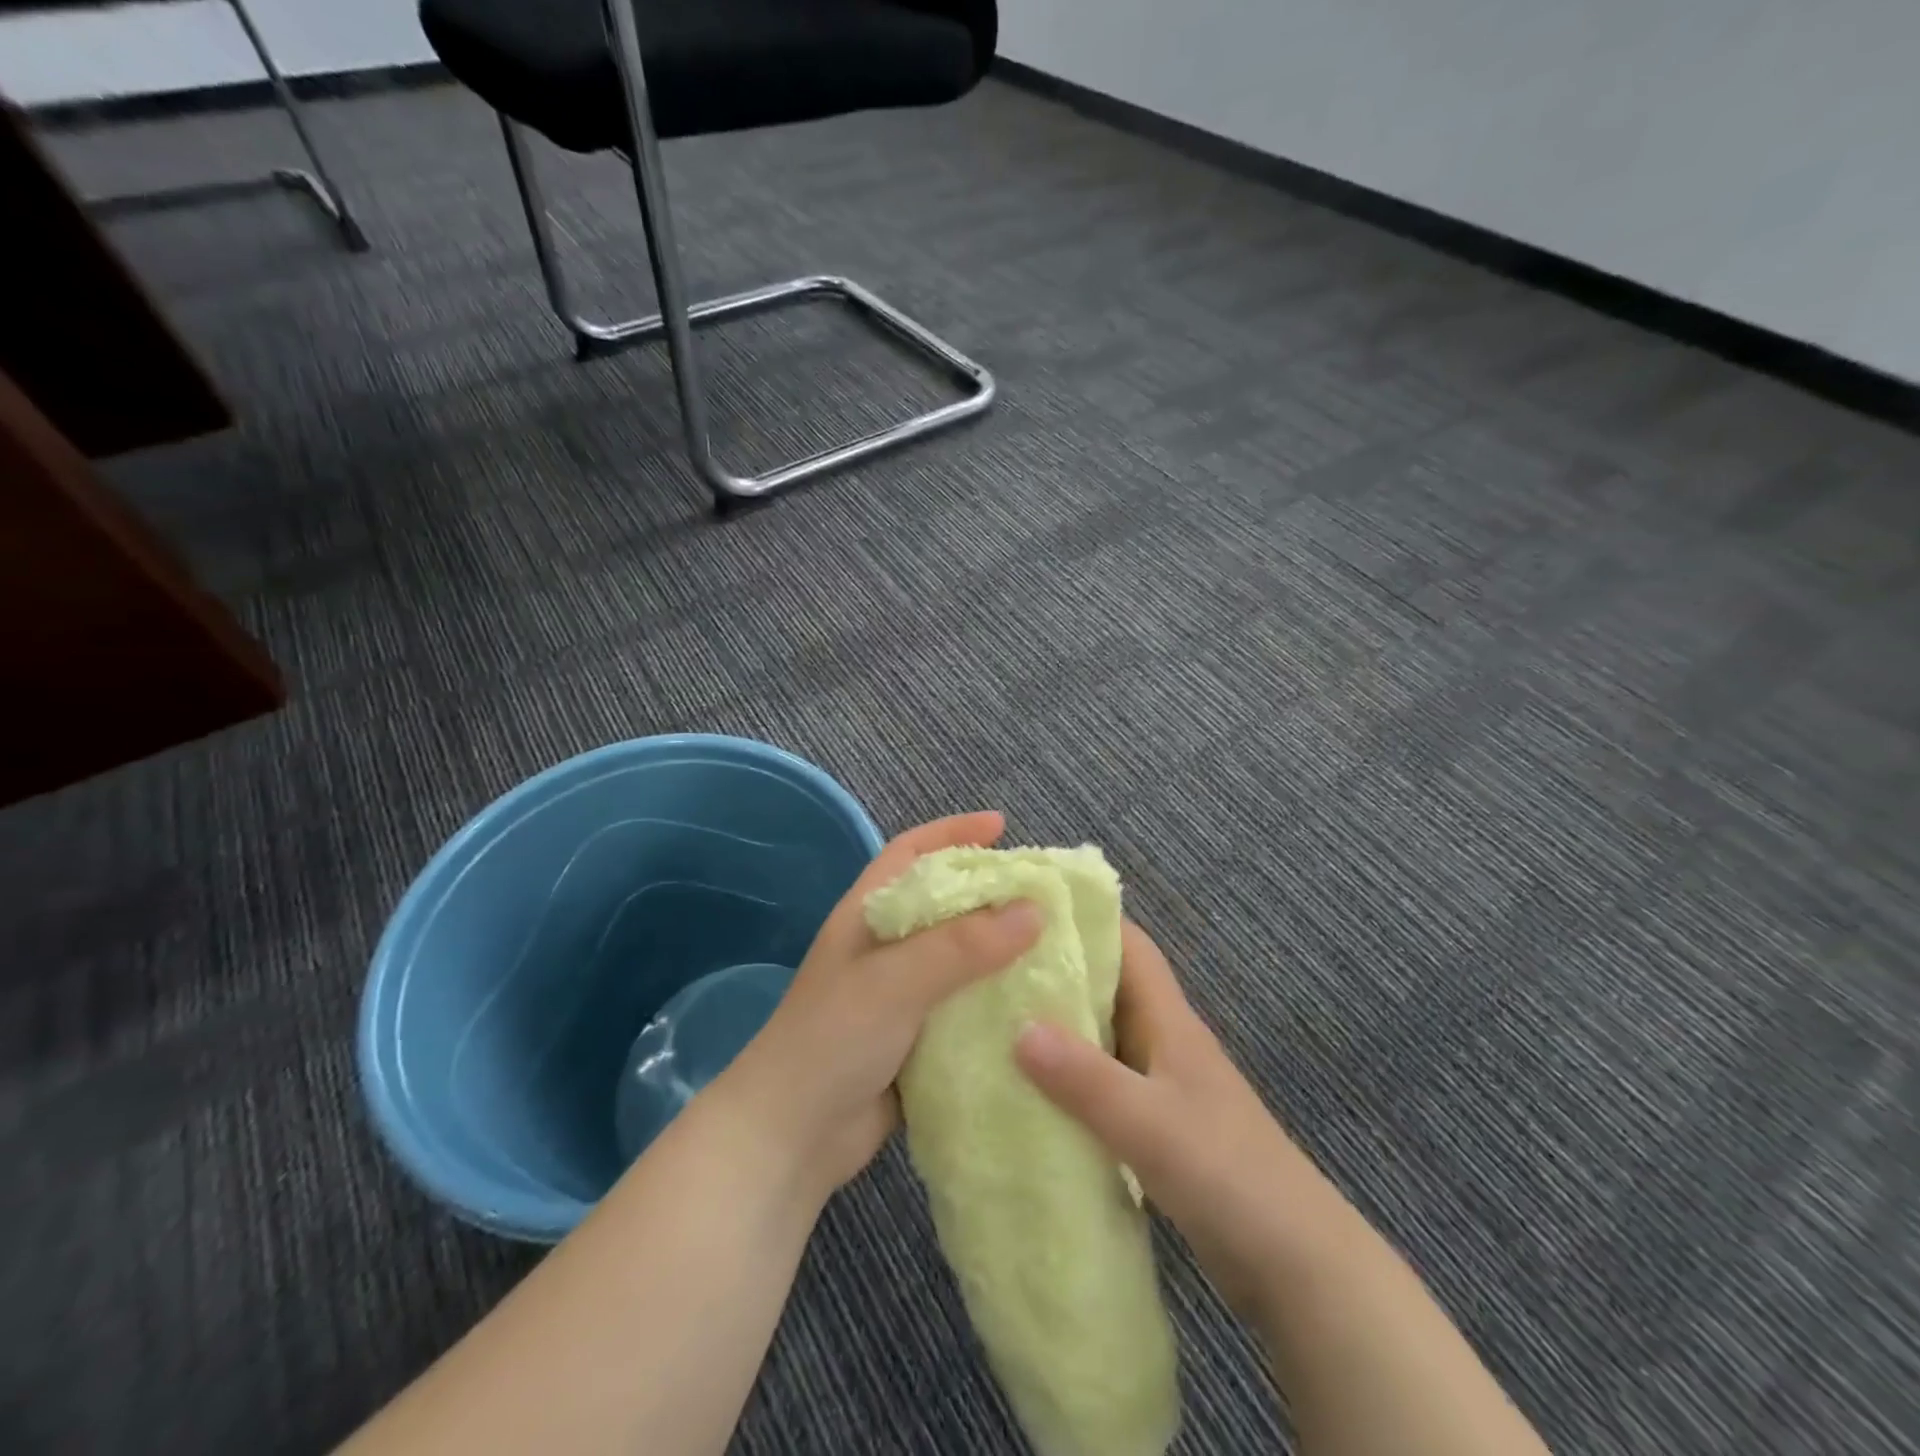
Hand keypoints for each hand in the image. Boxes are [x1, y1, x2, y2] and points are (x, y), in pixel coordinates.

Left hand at [725, 811, 1043, 1198]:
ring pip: (959, 956)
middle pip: (944, 903)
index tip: (1001, 827)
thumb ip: (963, 945)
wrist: (792, 1136)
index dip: (952, 832)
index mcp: (868, 915)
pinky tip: (1035, 1004)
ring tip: (1053, 943)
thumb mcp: (896, 981)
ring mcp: (900, 994)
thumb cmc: (834, 1038)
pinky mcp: (916, 1037)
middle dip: (989, 891)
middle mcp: (885, 947)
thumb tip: (1034, 910)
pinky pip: (964, 1004)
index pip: (910, 853)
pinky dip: (995, 999)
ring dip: (999, 949)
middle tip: (1043, 892)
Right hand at [1014, 921, 1334, 1320]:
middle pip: (1107, 986)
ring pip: (1100, 1035)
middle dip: (1056, 970)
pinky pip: (1100, 1084)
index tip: (1027, 910)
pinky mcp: (1153, 1126)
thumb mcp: (1150, 1123)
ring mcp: (1159, 1085)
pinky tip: (1027, 1090)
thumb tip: (1017, 1027)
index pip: (1129, 946)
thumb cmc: (1228, 1174)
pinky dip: (1066, 1079)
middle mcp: (1162, 1041)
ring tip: (994, 1019)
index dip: (1085, 920)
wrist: (1294, 1262)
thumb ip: (1086, 1078)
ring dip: (1057, 1026)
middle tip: (991, 965)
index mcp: (1169, 1021)